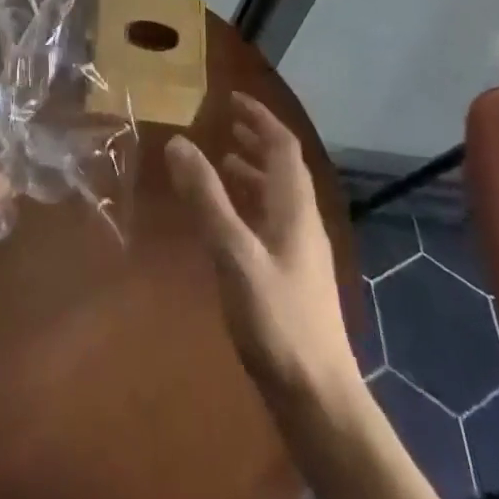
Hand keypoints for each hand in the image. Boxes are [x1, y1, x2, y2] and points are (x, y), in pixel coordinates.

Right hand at [167, 93, 355, 397]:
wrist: (319, 399)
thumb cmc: (277, 320)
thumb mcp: (233, 254)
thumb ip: (206, 198)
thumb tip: (178, 142)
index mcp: (295, 207)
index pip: (282, 145)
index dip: (259, 117)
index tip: (231, 98)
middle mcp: (303, 221)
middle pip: (283, 167)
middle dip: (256, 139)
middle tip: (226, 123)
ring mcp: (302, 252)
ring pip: (279, 195)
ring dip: (254, 171)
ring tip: (224, 162)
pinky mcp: (294, 278)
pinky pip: (273, 221)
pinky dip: (251, 204)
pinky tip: (230, 221)